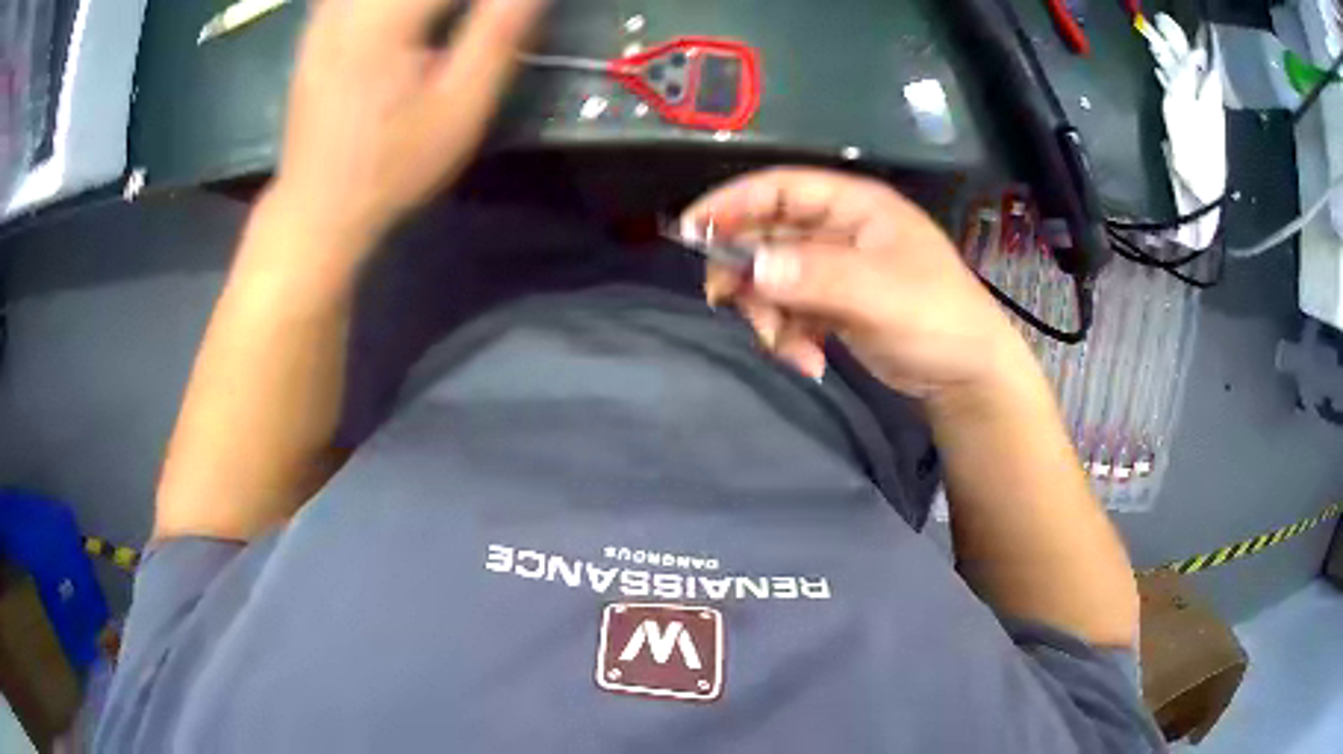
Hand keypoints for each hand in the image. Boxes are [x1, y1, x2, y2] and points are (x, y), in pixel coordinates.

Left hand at [267, 0, 547, 267]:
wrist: (317, 209)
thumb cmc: (394, 166)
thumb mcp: (460, 107)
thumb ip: (499, 31)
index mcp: (386, 19)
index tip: (516, 8)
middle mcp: (349, 5)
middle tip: (487, 15)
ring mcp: (326, 14)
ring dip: (431, 1)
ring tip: (452, 20)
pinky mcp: (316, 28)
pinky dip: (387, 2)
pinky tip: (410, 19)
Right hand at [683, 168, 1034, 401]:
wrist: (968, 377)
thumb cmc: (937, 320)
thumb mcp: (880, 294)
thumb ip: (814, 276)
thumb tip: (750, 266)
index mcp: (854, 207)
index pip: (781, 188)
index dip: (733, 203)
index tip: (691, 231)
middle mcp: (839, 231)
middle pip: (768, 235)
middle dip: (747, 273)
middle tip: (726, 304)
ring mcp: (835, 270)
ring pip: (773, 278)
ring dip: (769, 315)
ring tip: (787, 349)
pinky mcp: (834, 305)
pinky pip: (790, 311)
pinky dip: (789, 337)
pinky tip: (808, 363)